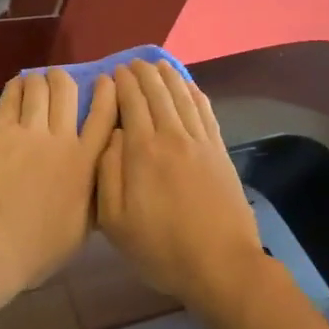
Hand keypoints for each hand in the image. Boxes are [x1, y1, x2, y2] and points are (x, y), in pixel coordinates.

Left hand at [0, 69, 118, 302]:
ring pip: (40, 87)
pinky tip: (18, 85)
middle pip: (68, 90)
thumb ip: (94, 195)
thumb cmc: (40, 248)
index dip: (108, 92)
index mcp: (87, 163)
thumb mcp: (84, 228)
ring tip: (37, 81)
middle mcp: (62, 138)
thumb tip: (99, 177)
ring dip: (40, 79)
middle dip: (66, 78)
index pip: (104, 115)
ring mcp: (29, 131)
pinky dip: (17, 85)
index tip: (106, 81)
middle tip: (61, 79)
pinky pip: (11, 96)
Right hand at [96, 61, 265, 312]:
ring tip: (157, 65)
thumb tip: (110, 135)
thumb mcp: (114, 220)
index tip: (113, 72)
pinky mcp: (220, 152)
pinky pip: (206, 112)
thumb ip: (107, 172)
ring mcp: (200, 142)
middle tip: (131, 64)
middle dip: (143, 74)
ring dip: (168, 77)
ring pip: (182, 96)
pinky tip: (189, 86)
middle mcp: (172, 136)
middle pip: (157, 92)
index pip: (131, 102)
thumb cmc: (160, 247)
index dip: (122, 84)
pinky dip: (195, 93)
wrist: (221, 265)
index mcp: (142, 150)